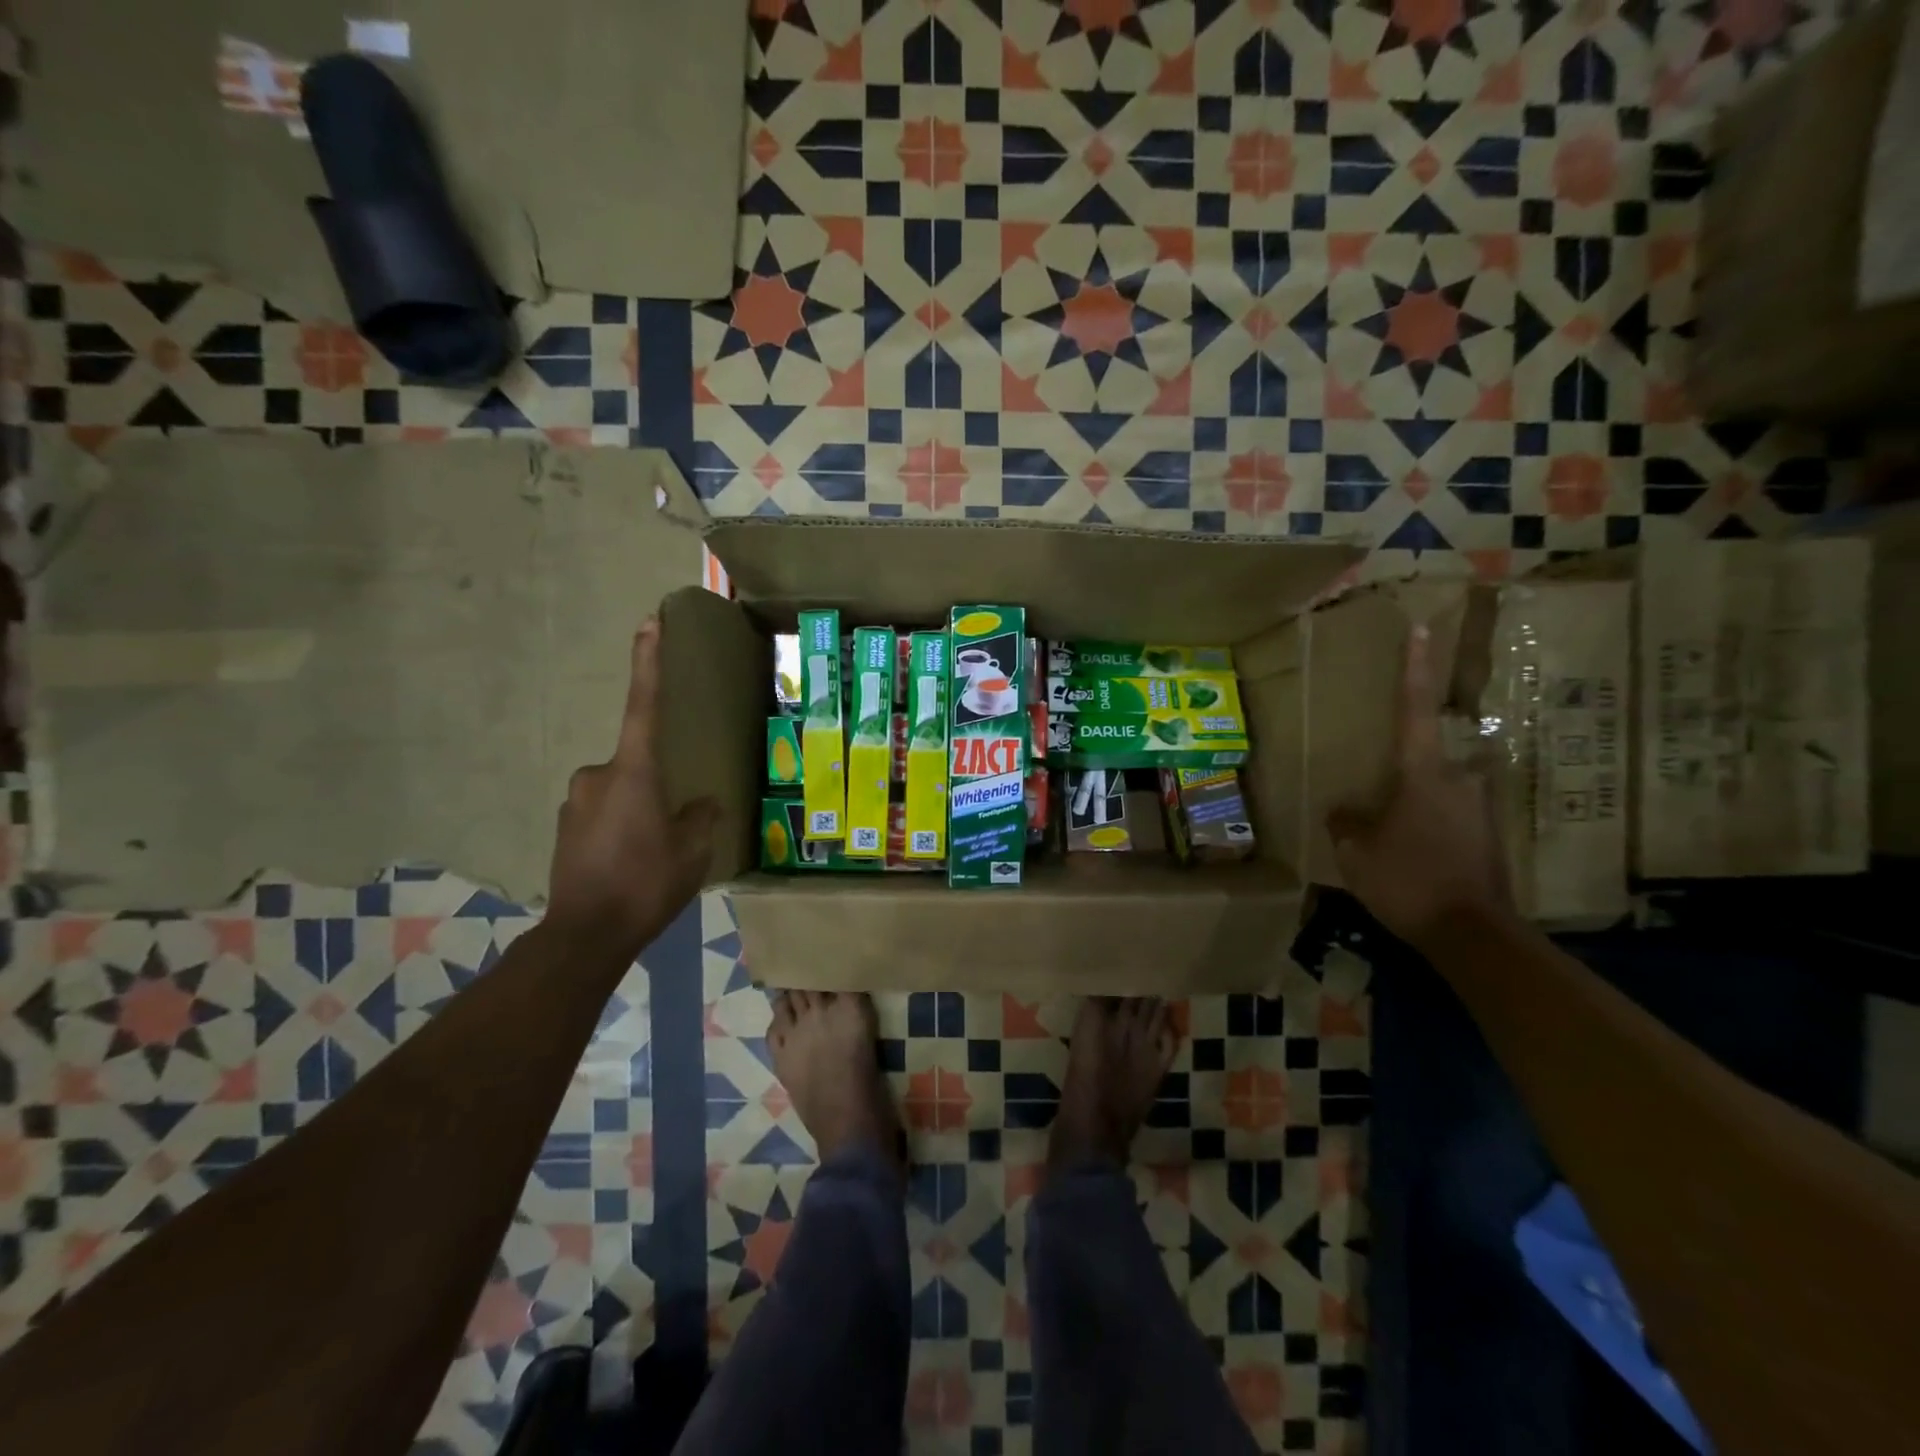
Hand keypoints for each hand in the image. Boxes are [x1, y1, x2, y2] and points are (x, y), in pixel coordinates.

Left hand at [546, 618, 718, 957]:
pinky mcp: (564, 827)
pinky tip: (630, 864)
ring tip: (653, 854)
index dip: (647, 662)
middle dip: (656, 786)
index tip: (647, 621)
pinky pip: (603, 814)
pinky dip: (620, 829)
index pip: (643, 704)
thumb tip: (701, 803)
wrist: (586, 934)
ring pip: (619, 792)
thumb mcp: (693, 850)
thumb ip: (701, 817)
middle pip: (637, 764)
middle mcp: (598, 775)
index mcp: (634, 771)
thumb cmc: (647, 882)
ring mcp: (576, 801)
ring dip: (638, 811)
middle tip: (673, 827)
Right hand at [1327, 624, 1513, 949]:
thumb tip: (1344, 809)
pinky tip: (1413, 861)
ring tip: (1392, 840)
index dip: (1414, 668)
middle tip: (1380, 801)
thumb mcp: (1355, 851)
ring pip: (1439, 793)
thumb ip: (1345, 822)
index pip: (1415, 709)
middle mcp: (1460, 780)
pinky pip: (1449, 821)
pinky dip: (1429, 832)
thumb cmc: (1406, 879)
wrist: (1473, 934)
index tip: (1422, 628)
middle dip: (1403, 775)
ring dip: (1415, 808)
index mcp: (1423, 773)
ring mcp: (1479, 810)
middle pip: (1428, 759)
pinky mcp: (1488, 838)